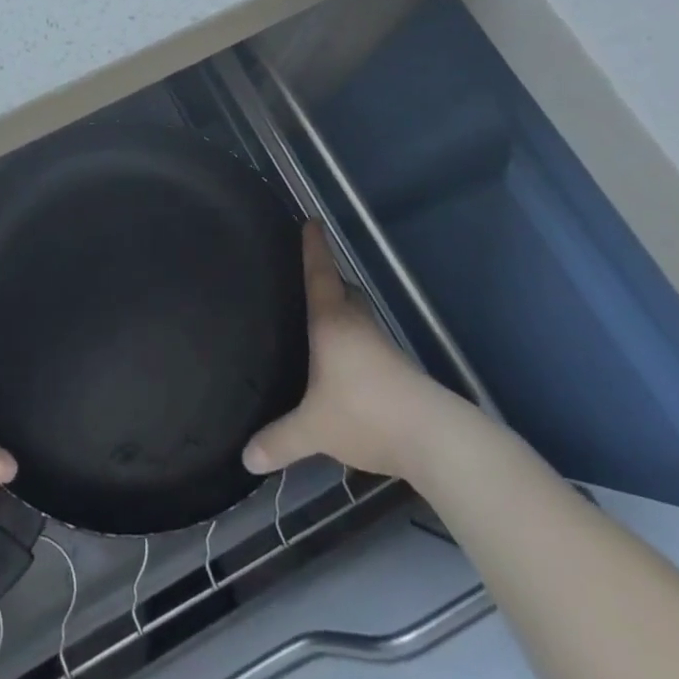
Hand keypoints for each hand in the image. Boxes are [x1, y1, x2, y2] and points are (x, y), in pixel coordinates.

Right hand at [243, 221, 465, 481]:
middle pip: (344, 290)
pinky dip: (354, 342)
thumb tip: (245, 459)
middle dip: (329, 279)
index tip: (312, 220)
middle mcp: (358, 324)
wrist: (434, 437)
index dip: (313, 247)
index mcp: (332, 322)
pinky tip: (344, 364)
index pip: (319, 274)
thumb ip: (279, 440)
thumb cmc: (365, 412)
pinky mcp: (397, 368)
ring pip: (359, 316)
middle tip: (308, 276)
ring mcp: (382, 345)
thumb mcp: (314, 429)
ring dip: (343, 312)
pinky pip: (368, 342)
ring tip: (320, 321)